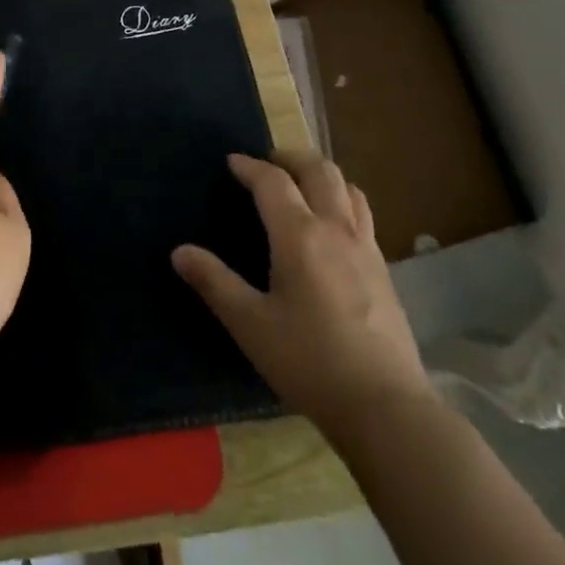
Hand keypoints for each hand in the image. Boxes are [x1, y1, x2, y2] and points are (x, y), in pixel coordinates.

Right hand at [172, 151, 431, 423]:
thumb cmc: (309, 361)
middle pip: (320, 170)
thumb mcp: (250, 324)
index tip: (231, 162)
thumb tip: (179, 251)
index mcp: (300, 235)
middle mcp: (336, 229)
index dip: (249, 166)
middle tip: (267, 164)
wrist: (385, 407)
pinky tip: (330, 229)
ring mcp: (366, 248)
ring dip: (321, 176)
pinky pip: (363, 215)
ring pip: (348, 188)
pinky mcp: (384, 270)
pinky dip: (342, 201)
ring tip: (301, 187)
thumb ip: (214, 282)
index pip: (272, 181)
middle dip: (291, 158)